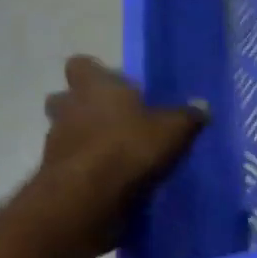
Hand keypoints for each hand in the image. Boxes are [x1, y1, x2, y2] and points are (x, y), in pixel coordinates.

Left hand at [41, 55, 204, 245]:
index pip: (82, 65)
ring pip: (66, 129)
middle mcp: (67, 105)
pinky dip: (84, 165)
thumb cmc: (129, 147)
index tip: (120, 90)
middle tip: (115, 122)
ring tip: (114, 155)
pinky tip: (107, 178)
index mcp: (93, 85)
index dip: (99, 75)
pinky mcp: (53, 168)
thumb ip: (186, 117)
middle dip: (86, 107)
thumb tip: (203, 105)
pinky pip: (69, 159)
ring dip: (85, 138)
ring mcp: (55, 136)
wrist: (88, 192)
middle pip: (67, 97)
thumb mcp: (171, 131)